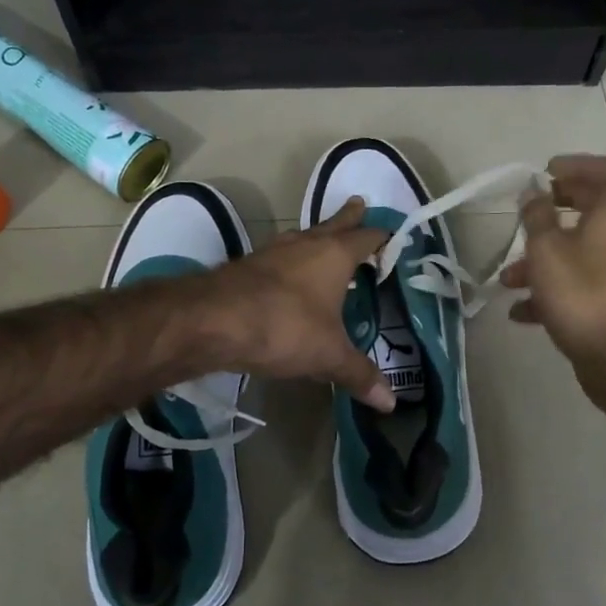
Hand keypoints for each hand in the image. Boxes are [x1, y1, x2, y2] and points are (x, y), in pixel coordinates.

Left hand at [206, 197, 396, 411]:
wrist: (212, 320)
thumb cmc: (284, 327)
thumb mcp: (328, 355)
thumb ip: (359, 374)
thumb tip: (391, 402)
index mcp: (335, 255)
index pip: (366, 237)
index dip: (382, 237)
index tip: (393, 236)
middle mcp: (306, 244)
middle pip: (334, 223)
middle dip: (349, 216)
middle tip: (360, 203)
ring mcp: (273, 252)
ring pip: (303, 236)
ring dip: (317, 237)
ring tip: (326, 240)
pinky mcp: (247, 266)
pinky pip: (279, 257)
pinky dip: (291, 261)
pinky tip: (288, 275)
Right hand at [500, 155, 605, 378]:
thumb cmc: (583, 294)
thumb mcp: (546, 250)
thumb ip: (537, 216)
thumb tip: (534, 193)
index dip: (580, 165)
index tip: (548, 172)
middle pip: (596, 210)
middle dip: (556, 211)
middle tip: (529, 213)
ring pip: (585, 251)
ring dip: (547, 258)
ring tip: (509, 279)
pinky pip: (588, 283)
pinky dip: (557, 289)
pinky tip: (523, 311)